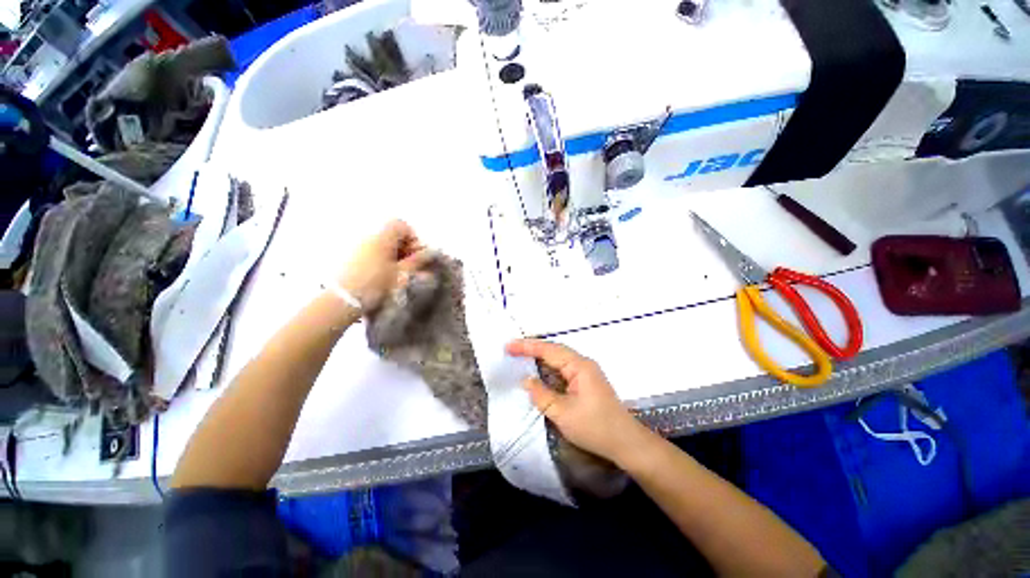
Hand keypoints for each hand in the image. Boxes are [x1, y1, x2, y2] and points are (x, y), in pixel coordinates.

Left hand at [338, 220, 430, 310]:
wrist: (341, 299)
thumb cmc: (375, 284)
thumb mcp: (401, 273)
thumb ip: (417, 261)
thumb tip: (430, 253)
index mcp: (382, 236)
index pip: (401, 225)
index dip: (412, 238)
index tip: (416, 255)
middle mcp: (367, 235)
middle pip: (390, 234)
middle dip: (403, 247)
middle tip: (408, 266)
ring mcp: (355, 245)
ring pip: (380, 244)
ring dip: (391, 254)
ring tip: (395, 273)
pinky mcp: (347, 256)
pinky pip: (369, 251)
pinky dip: (379, 259)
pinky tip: (380, 275)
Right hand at [506, 339, 646, 464]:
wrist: (625, 442)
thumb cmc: (594, 427)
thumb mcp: (562, 413)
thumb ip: (541, 394)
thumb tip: (525, 380)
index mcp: (579, 366)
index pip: (549, 350)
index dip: (527, 347)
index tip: (508, 346)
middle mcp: (583, 363)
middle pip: (554, 350)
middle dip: (532, 348)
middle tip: (511, 349)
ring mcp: (586, 372)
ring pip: (559, 359)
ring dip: (540, 357)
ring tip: (520, 356)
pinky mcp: (586, 382)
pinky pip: (563, 369)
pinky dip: (548, 368)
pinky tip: (539, 371)